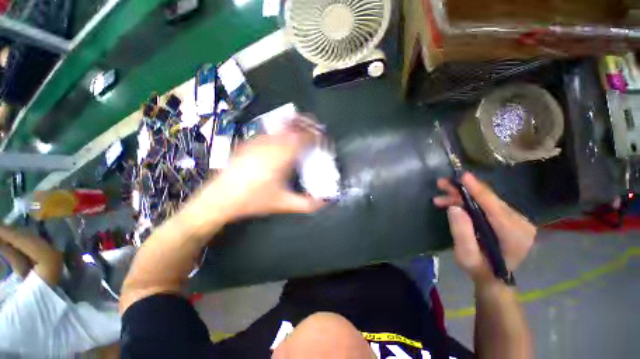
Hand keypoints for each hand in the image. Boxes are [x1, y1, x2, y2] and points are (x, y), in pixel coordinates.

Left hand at [194, 125, 325, 221]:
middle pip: (294, 124)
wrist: (220, 198)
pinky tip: (284, 141)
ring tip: (304, 133)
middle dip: (309, 125)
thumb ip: (307, 204)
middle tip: (317, 132)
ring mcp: (259, 140)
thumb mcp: (284, 204)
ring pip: (282, 124)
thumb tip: (325, 202)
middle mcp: (272, 143)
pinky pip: (272, 130)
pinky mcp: (250, 142)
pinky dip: (283, 130)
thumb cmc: (254, 200)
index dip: (317, 136)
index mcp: (283, 156)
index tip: (324, 141)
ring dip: (296, 125)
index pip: (305, 137)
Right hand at [433, 173, 535, 283]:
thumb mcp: (466, 255)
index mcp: (514, 234)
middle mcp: (520, 223)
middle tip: (441, 184)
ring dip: (462, 197)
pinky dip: (469, 202)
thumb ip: (461, 232)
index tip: (463, 175)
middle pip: (489, 201)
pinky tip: (454, 203)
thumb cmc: (479, 269)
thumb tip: (454, 207)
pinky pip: (488, 205)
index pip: (493, 206)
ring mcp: (517, 220)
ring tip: (441, 198)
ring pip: (486, 201)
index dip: (477, 190)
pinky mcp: (510, 219)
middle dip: (463, 192)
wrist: (494, 278)